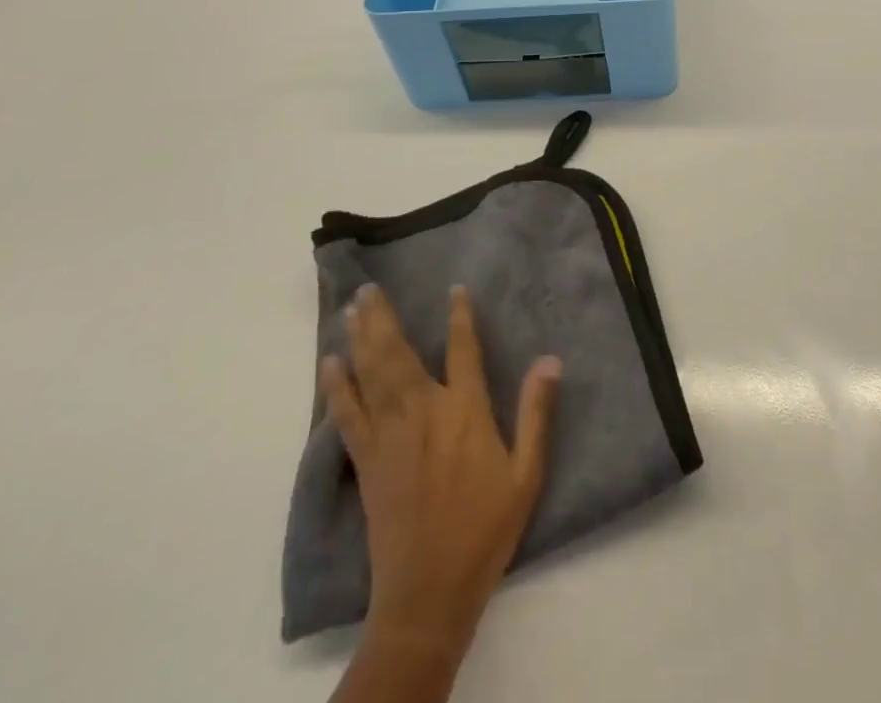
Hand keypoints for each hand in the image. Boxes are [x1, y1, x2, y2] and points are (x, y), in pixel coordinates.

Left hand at [320, 285, 560, 697]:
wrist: (429, 592)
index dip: (460, 316)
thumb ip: (537, 413)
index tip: (454, 289)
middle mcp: (423, 412)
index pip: (463, 348)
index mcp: (465, 411)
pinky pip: (347, 414)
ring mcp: (389, 436)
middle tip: (369, 287)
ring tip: (351, 308)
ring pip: (370, 374)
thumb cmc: (485, 528)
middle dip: (383, 317)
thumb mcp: (527, 473)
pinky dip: (337, 387)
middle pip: (399, 353)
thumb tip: (551, 360)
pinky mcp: (365, 461)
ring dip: (359, 338)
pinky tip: (329, 365)